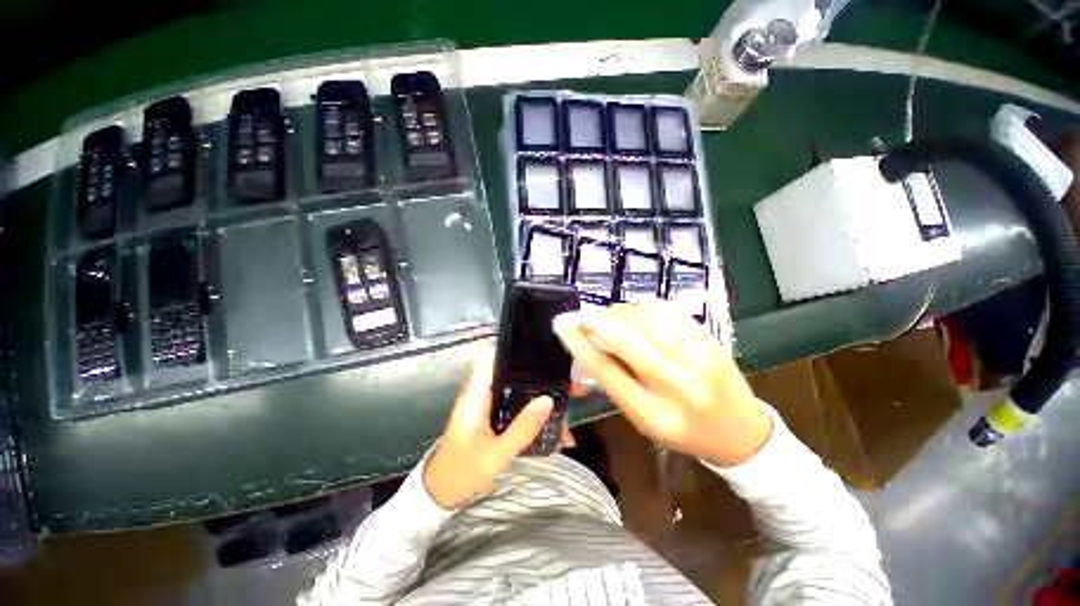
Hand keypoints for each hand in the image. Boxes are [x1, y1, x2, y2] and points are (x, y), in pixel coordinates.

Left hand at [423, 347, 569, 509]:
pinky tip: (551, 426)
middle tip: (568, 386)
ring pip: (519, 391)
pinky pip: (517, 406)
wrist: (439, 494)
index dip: (515, 348)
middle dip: (540, 378)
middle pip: (514, 373)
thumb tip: (548, 400)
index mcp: (476, 394)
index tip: (543, 350)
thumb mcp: (495, 455)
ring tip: (565, 408)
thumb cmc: (461, 473)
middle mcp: (482, 393)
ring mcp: (488, 404)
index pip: (493, 356)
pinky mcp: (492, 416)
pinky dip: (533, 412)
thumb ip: (522, 428)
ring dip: (540, 397)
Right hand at [553, 302, 771, 466]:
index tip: (563, 325)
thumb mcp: (642, 418)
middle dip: (596, 319)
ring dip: (620, 313)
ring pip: (645, 319)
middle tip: (580, 313)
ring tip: (612, 317)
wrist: (741, 430)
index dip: (580, 344)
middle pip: (625, 339)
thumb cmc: (684, 430)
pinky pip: (667, 311)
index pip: (607, 371)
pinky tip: (637, 313)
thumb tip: (589, 343)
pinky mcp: (709, 339)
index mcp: (653, 413)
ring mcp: (697, 357)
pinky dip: (644, 307)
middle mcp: (676, 384)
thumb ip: (615, 381)